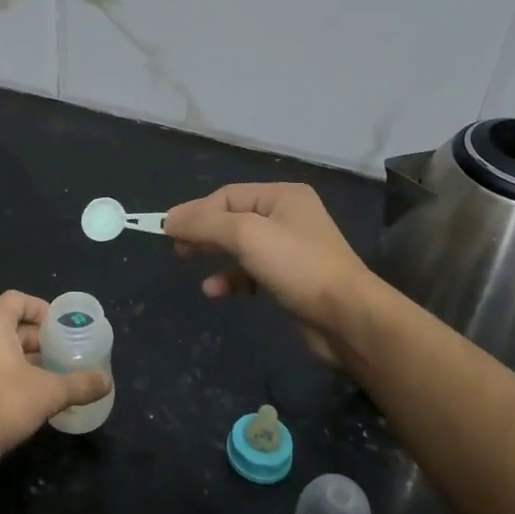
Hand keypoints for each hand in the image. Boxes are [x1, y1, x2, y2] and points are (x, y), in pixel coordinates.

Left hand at [0, 291, 110, 467]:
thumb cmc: (5, 405)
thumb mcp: (50, 393)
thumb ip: (80, 384)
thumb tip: (107, 382)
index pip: (16, 300)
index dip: (40, 309)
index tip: (58, 327)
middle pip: (4, 324)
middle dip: (31, 338)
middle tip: (55, 354)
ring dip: (14, 356)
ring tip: (39, 375)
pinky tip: (13, 394)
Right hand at [165, 183, 377, 363]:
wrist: (347, 317)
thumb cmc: (297, 266)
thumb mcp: (246, 235)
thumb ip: (204, 224)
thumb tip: (168, 219)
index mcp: (282, 196)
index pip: (227, 196)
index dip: (195, 211)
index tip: (166, 229)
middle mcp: (288, 217)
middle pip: (232, 218)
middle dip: (203, 232)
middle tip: (175, 247)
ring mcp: (291, 249)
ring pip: (240, 246)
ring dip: (214, 255)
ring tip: (189, 264)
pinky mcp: (290, 279)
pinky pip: (251, 271)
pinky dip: (232, 278)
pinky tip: (216, 290)